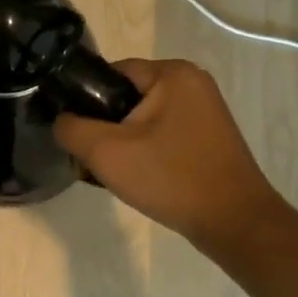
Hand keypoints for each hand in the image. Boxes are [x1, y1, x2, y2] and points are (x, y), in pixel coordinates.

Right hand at [53, 58, 280, 253]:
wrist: (234, 223)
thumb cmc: (170, 178)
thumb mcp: (106, 152)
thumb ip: (71, 128)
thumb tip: (62, 121)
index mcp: (172, 73)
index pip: (110, 73)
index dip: (85, 101)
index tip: (76, 134)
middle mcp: (192, 83)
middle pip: (125, 97)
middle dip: (103, 127)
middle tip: (92, 159)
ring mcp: (204, 111)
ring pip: (142, 119)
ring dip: (122, 143)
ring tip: (113, 173)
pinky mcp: (208, 137)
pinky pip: (162, 134)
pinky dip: (145, 152)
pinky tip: (138, 179)